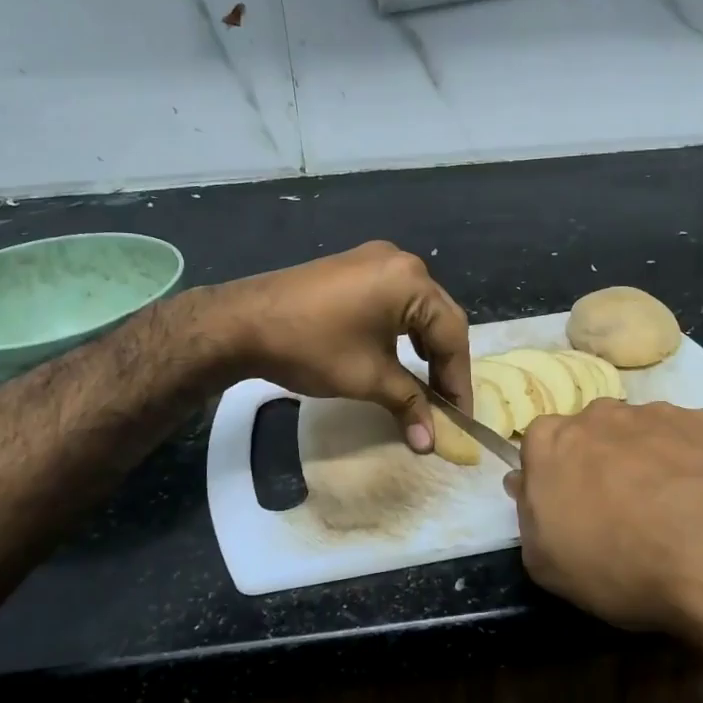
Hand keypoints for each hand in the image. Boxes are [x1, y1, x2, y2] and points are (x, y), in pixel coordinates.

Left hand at [212, 242, 471, 451]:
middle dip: (445, 364)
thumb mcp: (368, 378)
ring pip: (418, 308)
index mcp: (412, 281)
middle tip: (447, 404)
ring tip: (428, 383)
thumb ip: (409, 404)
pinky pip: (395, 299)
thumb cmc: (312, 347)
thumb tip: (431, 442)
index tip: (461, 417)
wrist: (241, 323)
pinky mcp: (355, 267)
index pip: (451, 335)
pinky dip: (404, 330)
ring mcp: (376, 260)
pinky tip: (402, 353)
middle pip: (440, 317)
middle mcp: (401, 261)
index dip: (458, 380)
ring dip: (426, 347)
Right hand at [505, 401, 702, 633]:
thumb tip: (525, 484)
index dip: (554, 478)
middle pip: (593, 434)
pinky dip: (697, 464)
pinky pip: (694, 440)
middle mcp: (601, 414)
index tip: (570, 510)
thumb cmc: (620, 564)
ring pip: (645, 434)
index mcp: (552, 440)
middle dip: (601, 464)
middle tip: (621, 513)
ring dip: (650, 462)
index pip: (539, 446)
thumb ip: (528, 515)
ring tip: (675, 513)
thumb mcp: (546, 564)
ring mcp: (660, 413)